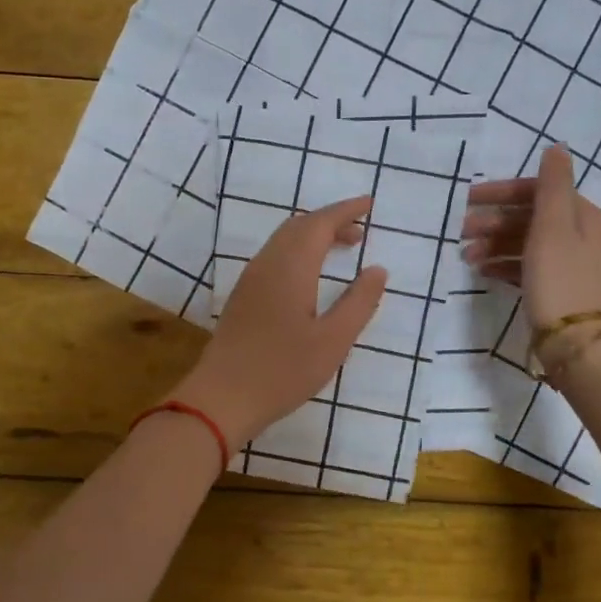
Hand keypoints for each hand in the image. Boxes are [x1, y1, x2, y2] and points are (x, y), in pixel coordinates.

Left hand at [172, 196, 388, 445]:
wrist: (222, 397)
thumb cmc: (283, 371)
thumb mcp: (333, 340)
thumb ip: (359, 302)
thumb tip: (377, 269)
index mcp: (291, 267)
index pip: (320, 223)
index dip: (346, 210)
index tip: (370, 204)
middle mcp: (267, 264)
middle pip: (299, 226)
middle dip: (330, 221)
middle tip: (360, 231)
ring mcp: (249, 280)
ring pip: (283, 241)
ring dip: (312, 236)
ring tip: (341, 249)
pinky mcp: (242, 297)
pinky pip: (273, 258)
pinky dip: (297, 252)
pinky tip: (309, 276)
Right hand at [461, 144, 600, 325]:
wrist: (578, 344)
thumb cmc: (560, 280)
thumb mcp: (553, 227)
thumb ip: (553, 185)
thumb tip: (556, 147)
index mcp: (588, 216)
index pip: (540, 192)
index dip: (503, 193)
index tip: (468, 201)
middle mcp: (588, 236)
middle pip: (535, 218)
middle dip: (495, 222)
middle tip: (462, 233)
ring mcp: (578, 265)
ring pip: (531, 244)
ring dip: (497, 245)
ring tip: (469, 257)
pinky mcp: (566, 290)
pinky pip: (532, 267)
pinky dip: (508, 265)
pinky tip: (486, 272)